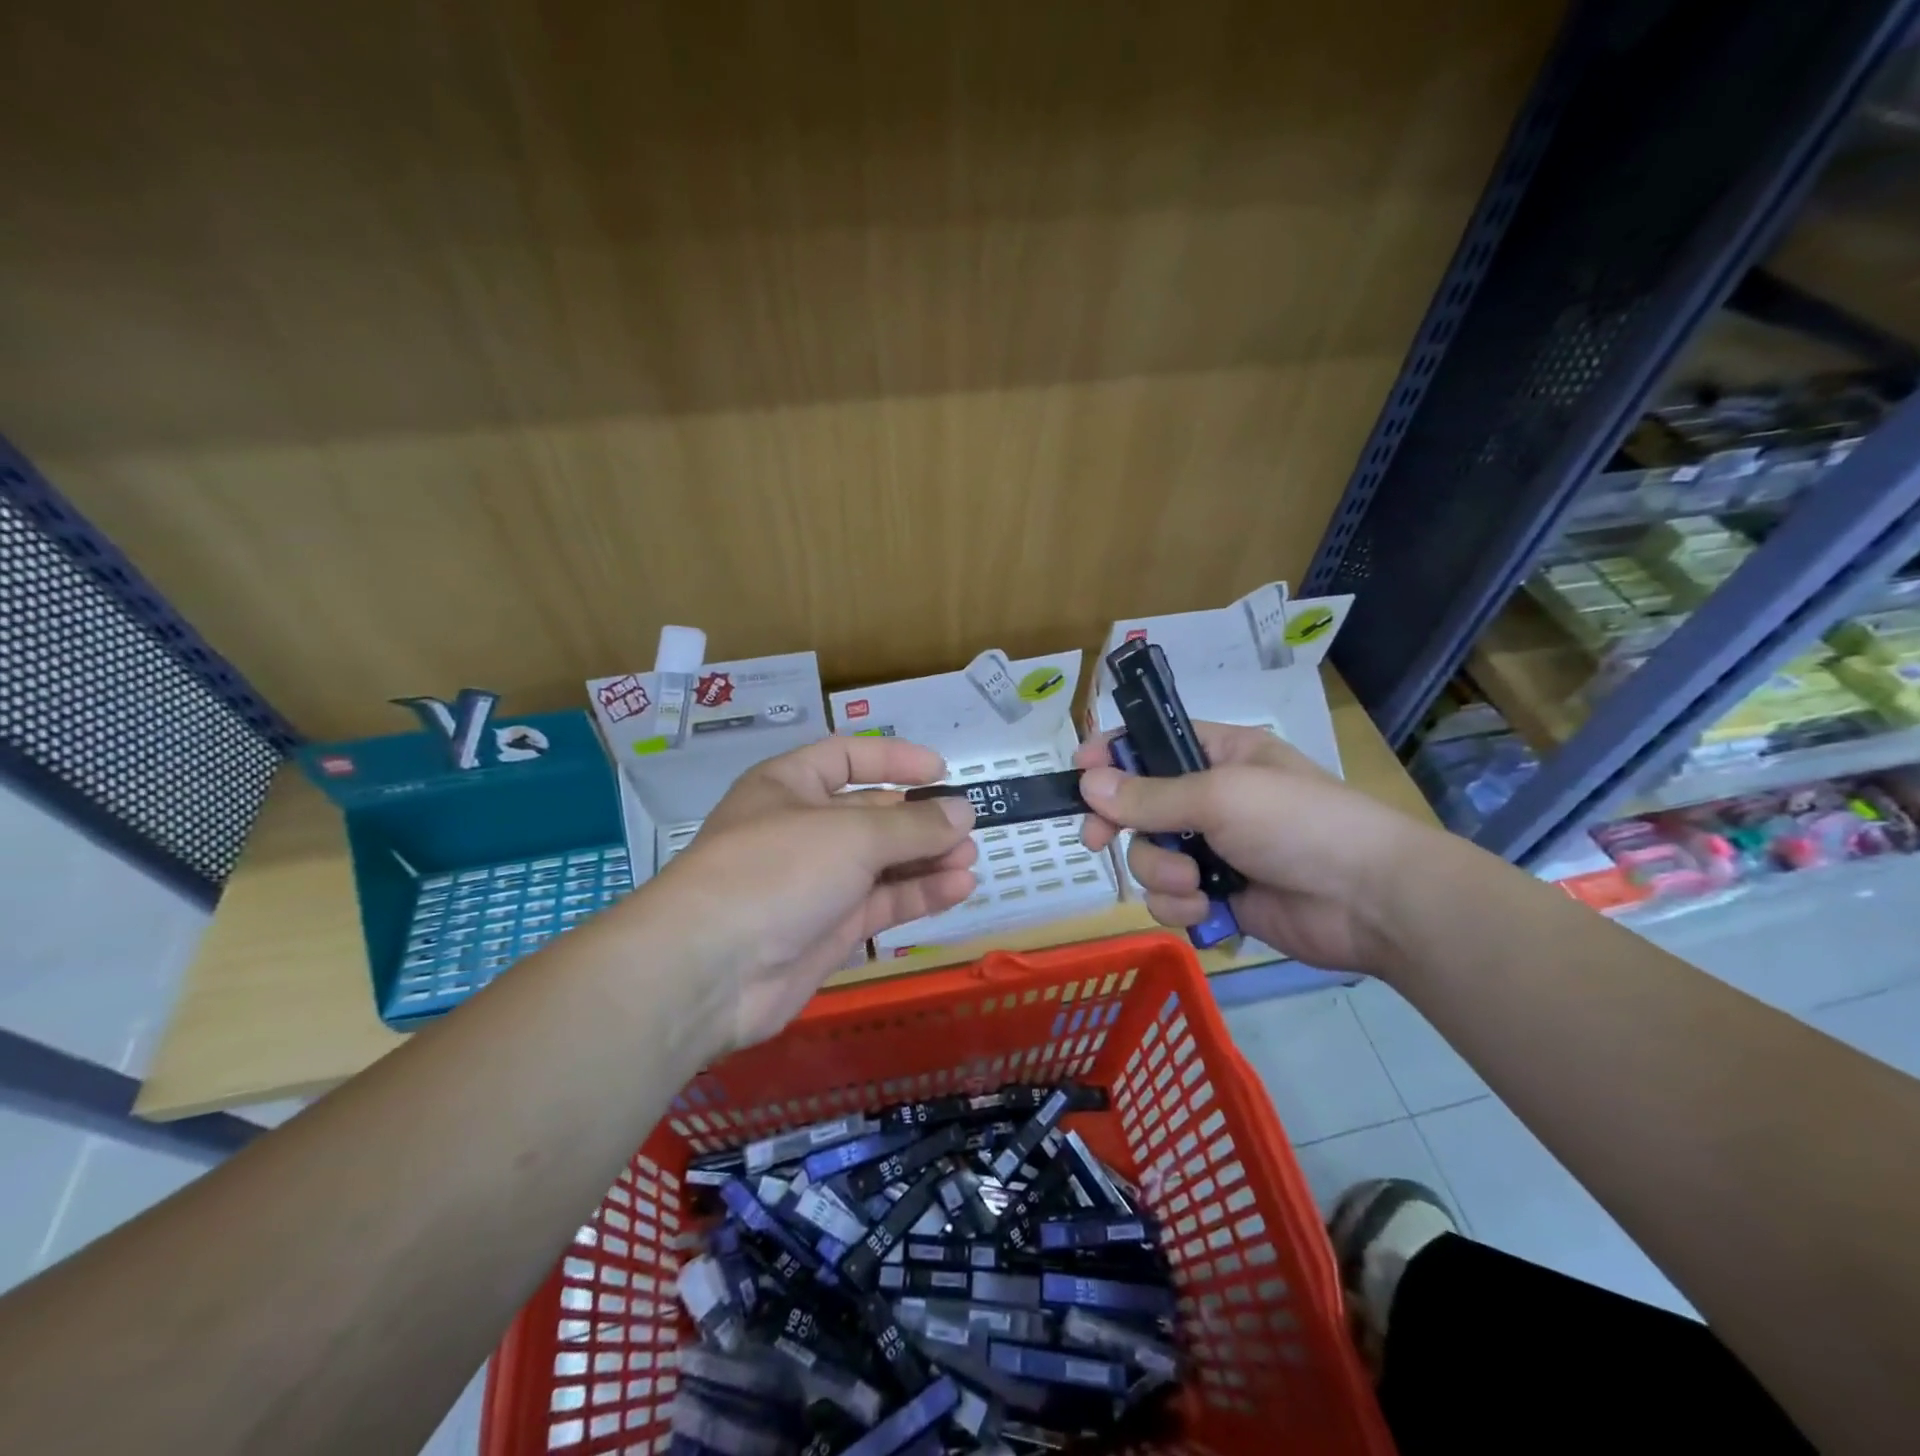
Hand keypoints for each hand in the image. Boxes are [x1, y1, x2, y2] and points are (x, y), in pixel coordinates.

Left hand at [651, 737, 977, 1048]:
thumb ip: (913, 825)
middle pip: (872, 814)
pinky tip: (958, 888)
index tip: (941, 772)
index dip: (894, 759)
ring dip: (927, 859)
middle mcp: (803, 829)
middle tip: (967, 827)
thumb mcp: (851, 835)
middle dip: (920, 819)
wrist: (712, 970)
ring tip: (970, 860)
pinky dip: (918, 894)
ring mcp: (816, 882)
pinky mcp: (829, 930)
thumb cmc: (777, 870)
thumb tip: (963, 812)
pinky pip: (881, 902)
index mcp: (790, 785)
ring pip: (882, 863)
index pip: (847, 757)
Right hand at [1073, 724, 1427, 973]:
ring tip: (1196, 881)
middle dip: (1118, 824)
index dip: (1111, 753)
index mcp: (1218, 756)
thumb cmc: (1299, 823)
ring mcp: (1212, 850)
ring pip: (1148, 856)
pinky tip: (1207, 908)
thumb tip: (1086, 784)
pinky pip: (1168, 897)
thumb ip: (1149, 795)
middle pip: (1135, 805)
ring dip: (1162, 871)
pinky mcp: (1216, 896)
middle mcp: (1209, 799)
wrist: (1370, 902)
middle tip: (1098, 840)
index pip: (1150, 742)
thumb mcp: (1220, 796)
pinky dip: (1180, 905)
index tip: (1078, 771)